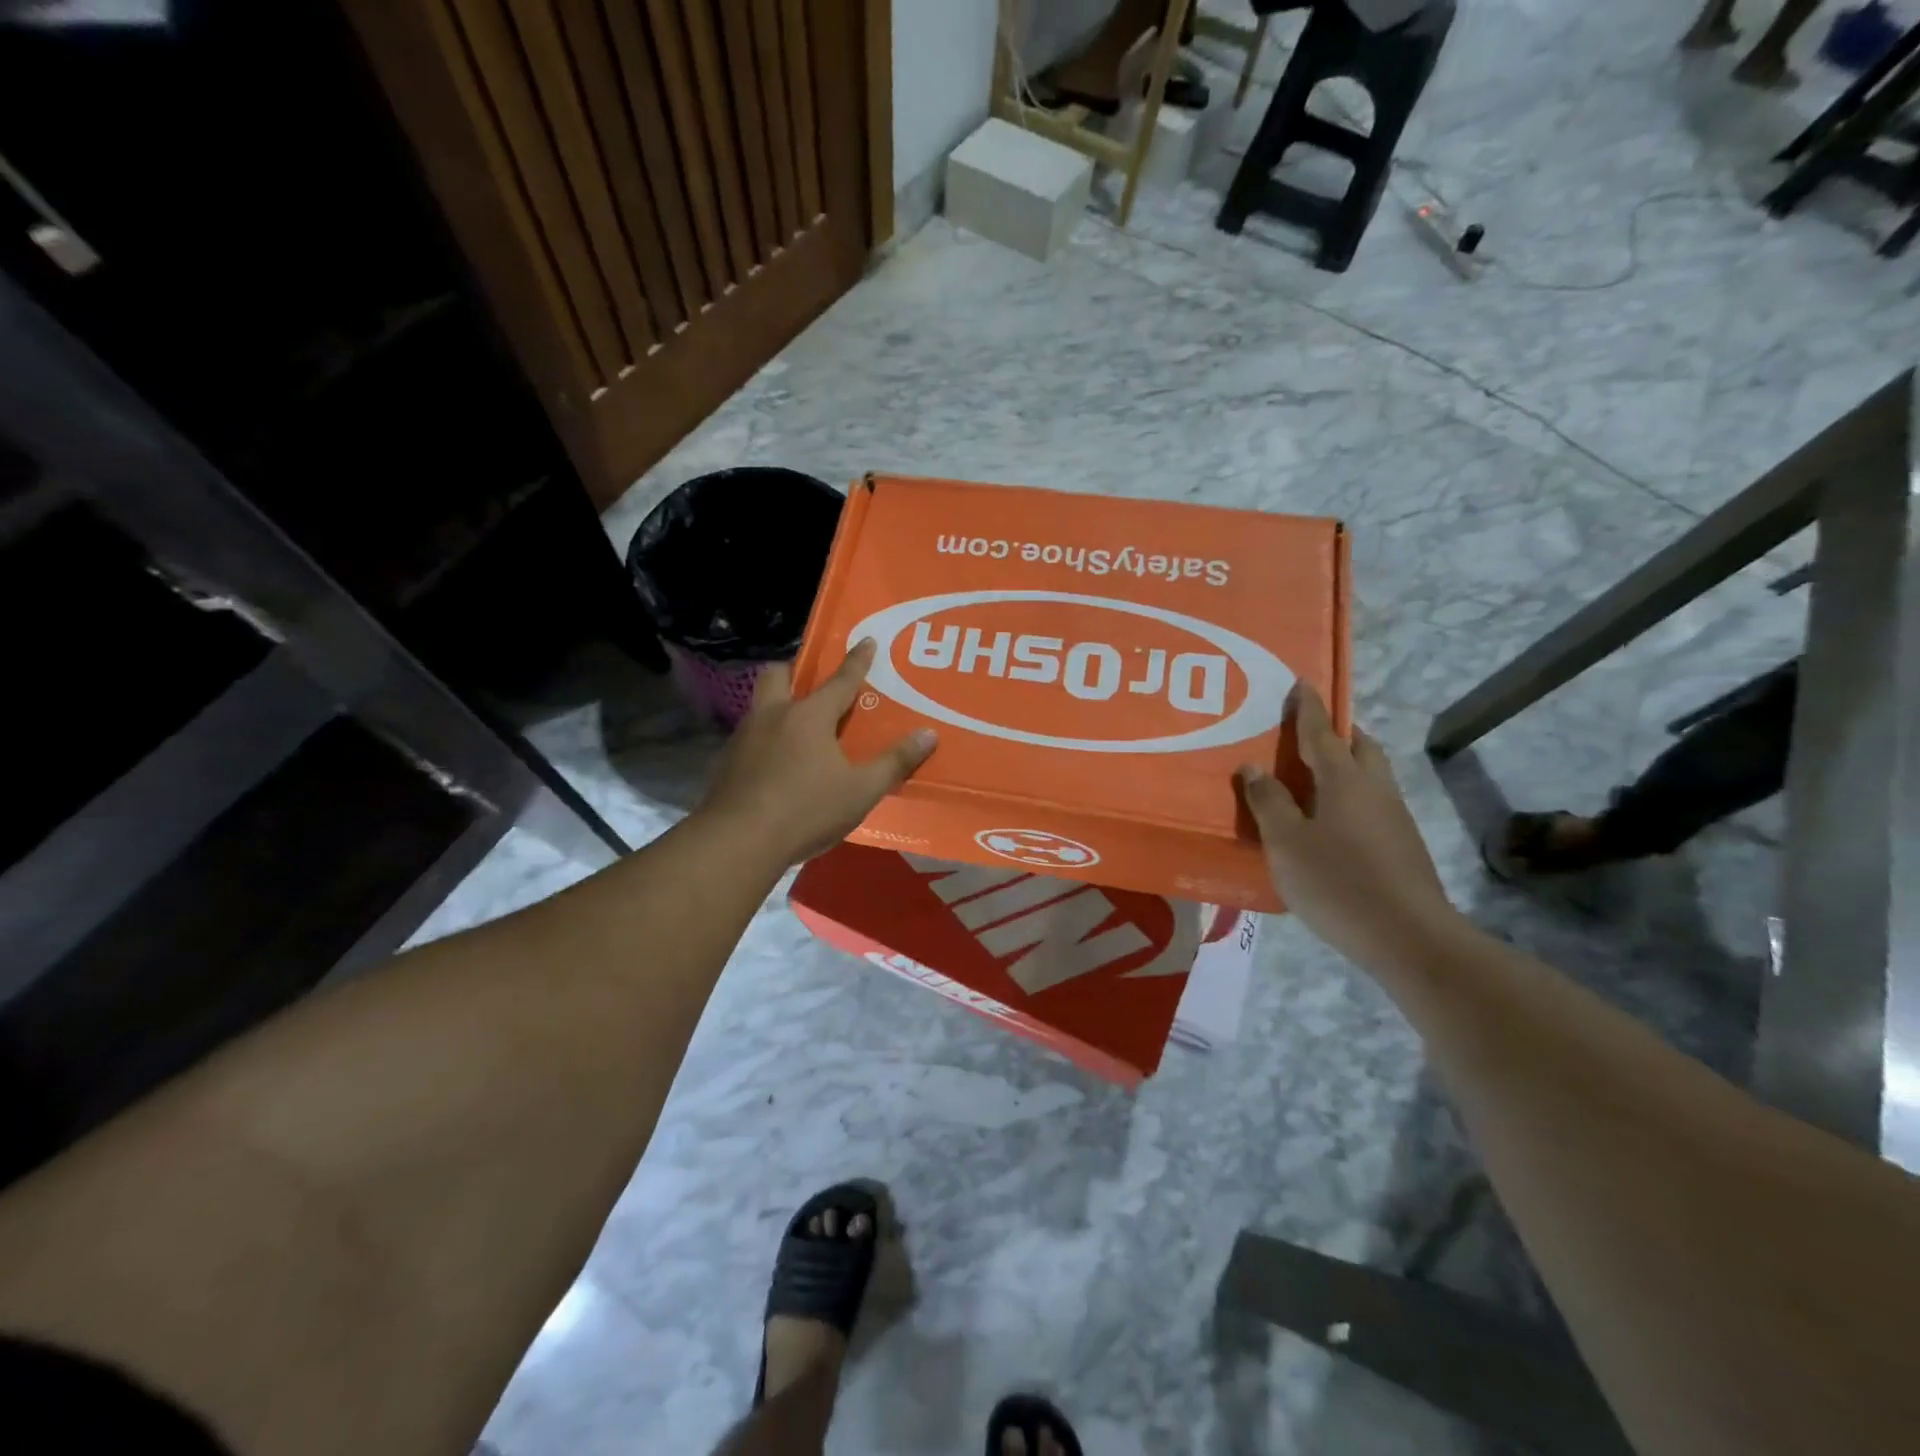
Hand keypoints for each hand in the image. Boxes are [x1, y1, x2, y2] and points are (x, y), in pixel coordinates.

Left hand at [701, 640, 936, 864]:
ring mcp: (745, 737)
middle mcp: (774, 715)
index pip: (840, 680)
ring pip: (761, 704)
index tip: (867, 640)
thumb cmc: (807, 809)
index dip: (857, 660)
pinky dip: (766, 738)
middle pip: (779, 675)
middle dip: (796, 671)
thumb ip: (895, 762)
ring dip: (779, 705)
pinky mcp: (728, 762)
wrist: (739, 840)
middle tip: (812, 683)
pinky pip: (750, 735)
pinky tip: (777, 762)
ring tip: (798, 726)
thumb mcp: (861, 790)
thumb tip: (929, 734)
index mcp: (810, 716)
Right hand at [1237, 684, 1458, 974]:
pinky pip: (1372, 801)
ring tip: (1312, 776)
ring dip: (1345, 765)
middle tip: (1307, 733)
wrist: (1408, 937)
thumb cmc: (1337, 882)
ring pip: (1370, 775)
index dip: (1308, 708)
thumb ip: (1268, 802)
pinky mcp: (1402, 844)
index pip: (1322, 732)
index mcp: (1344, 780)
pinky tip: (1331, 821)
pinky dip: (1351, 795)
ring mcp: (1394, 817)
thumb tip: (1253, 766)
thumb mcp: (1286, 842)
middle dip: (1336, 733)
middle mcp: (1374, 788)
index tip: (1301, 682)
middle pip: (1359, 747)